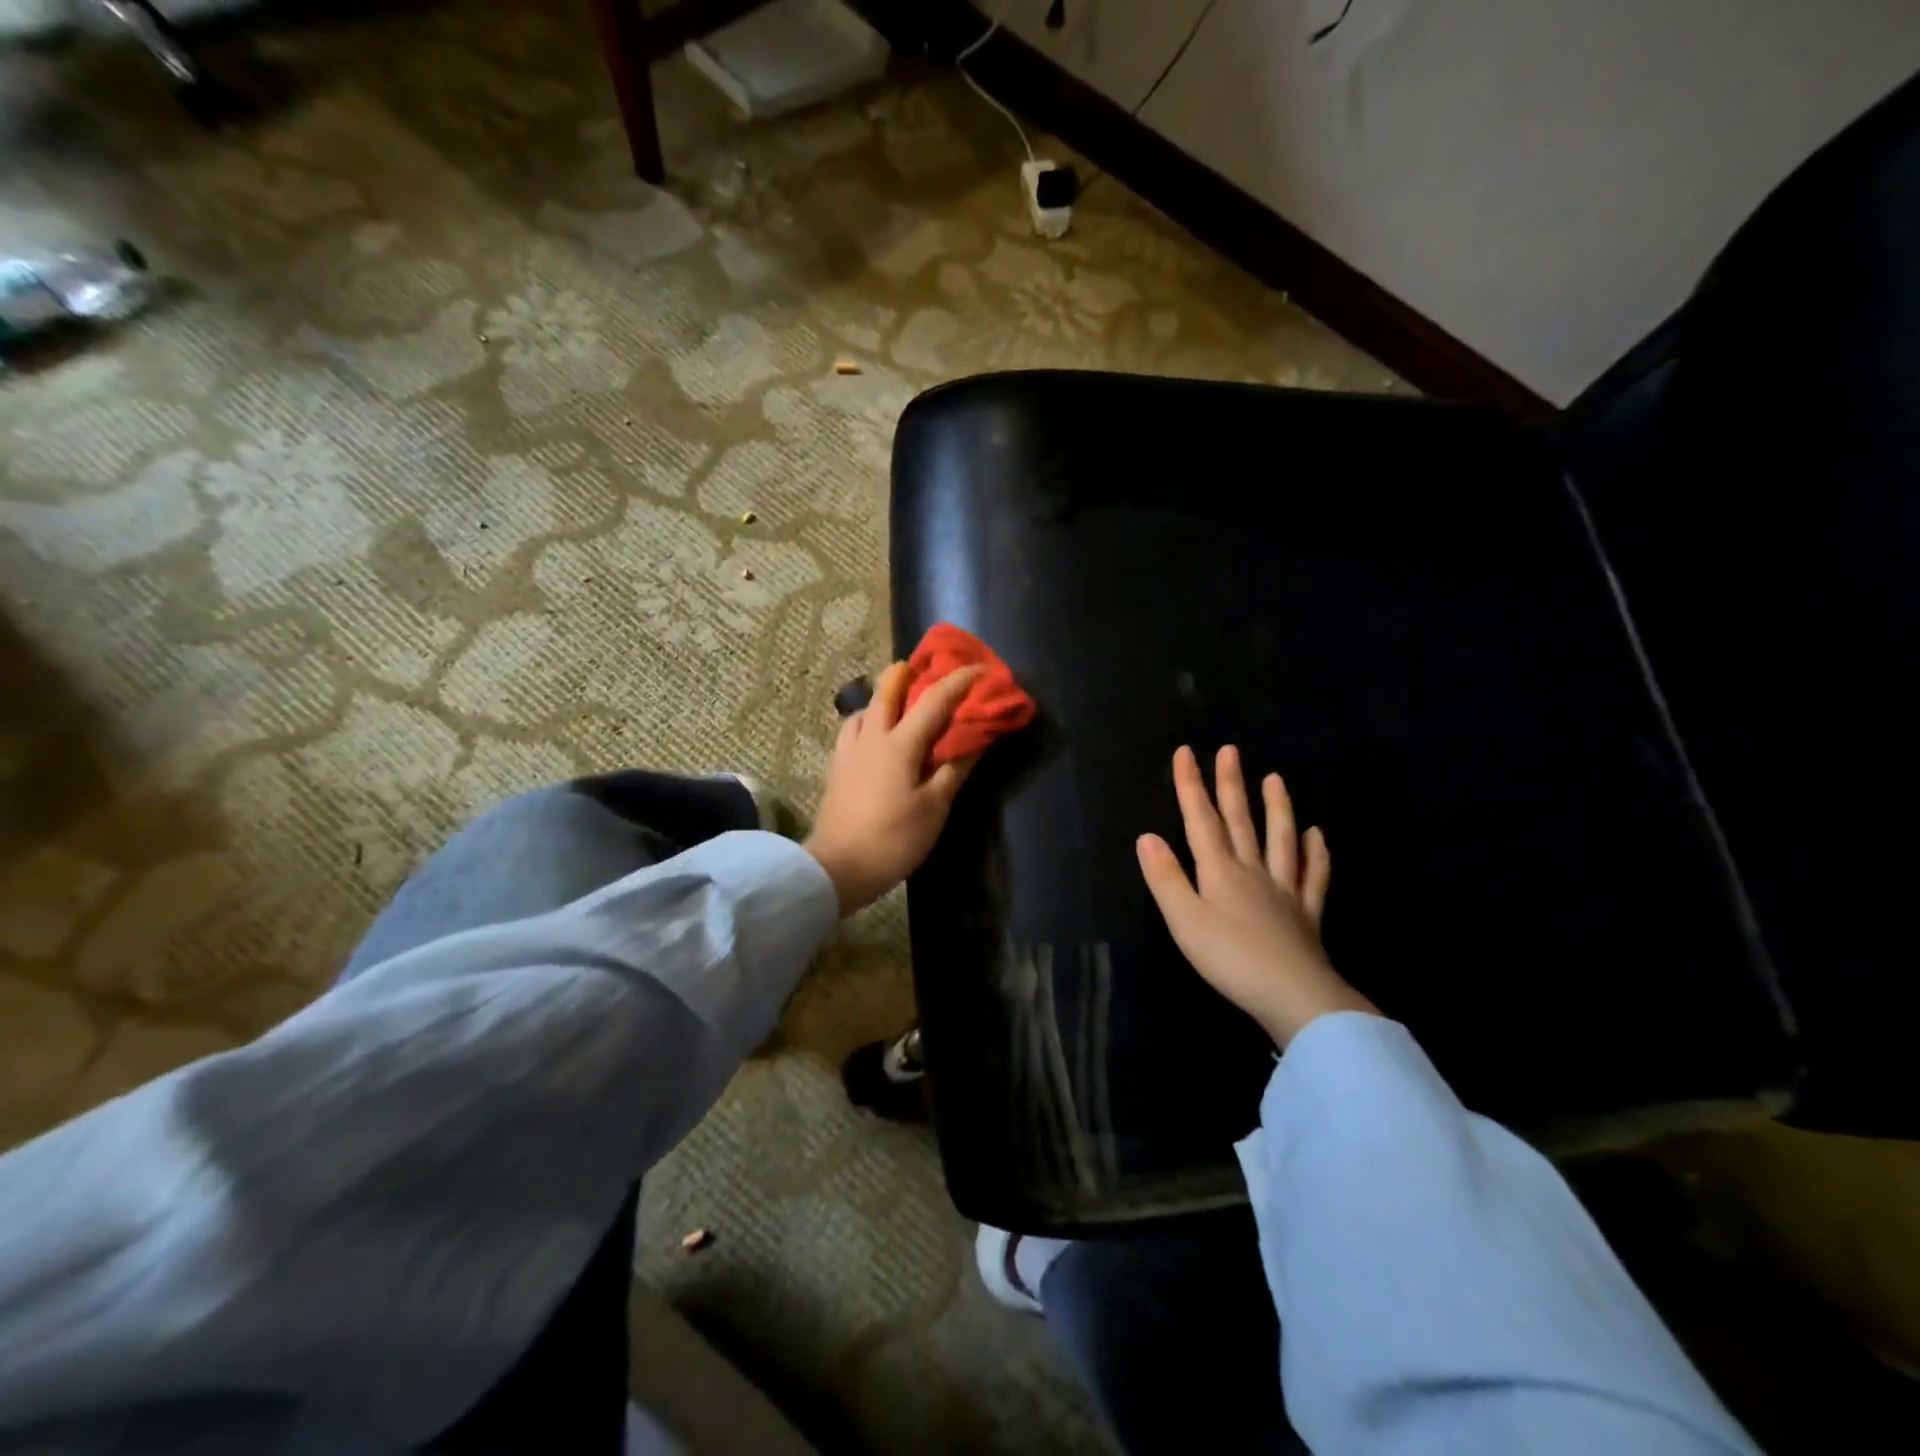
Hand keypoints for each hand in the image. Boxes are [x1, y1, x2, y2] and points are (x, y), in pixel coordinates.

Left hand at [804, 662, 984, 913]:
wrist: (836, 868)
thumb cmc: (892, 839)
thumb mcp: (934, 808)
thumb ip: (955, 769)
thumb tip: (977, 739)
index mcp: (899, 744)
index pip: (933, 700)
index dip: (958, 681)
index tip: (979, 669)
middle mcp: (871, 737)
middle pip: (886, 689)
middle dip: (908, 672)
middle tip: (926, 669)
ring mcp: (848, 750)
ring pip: (865, 707)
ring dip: (884, 696)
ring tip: (901, 704)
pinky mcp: (836, 767)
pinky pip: (853, 729)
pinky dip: (868, 720)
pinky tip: (875, 736)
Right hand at [1137, 745, 1375, 1046]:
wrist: (1293, 996)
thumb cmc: (1229, 958)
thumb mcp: (1184, 920)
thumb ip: (1165, 878)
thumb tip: (1147, 836)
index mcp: (1220, 871)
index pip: (1201, 820)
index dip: (1191, 786)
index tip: (1186, 753)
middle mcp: (1253, 871)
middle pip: (1240, 821)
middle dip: (1231, 785)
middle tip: (1230, 750)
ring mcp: (1284, 890)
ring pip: (1280, 839)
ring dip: (1276, 808)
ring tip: (1275, 778)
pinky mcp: (1307, 913)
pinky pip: (1313, 876)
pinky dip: (1315, 853)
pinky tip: (1317, 836)